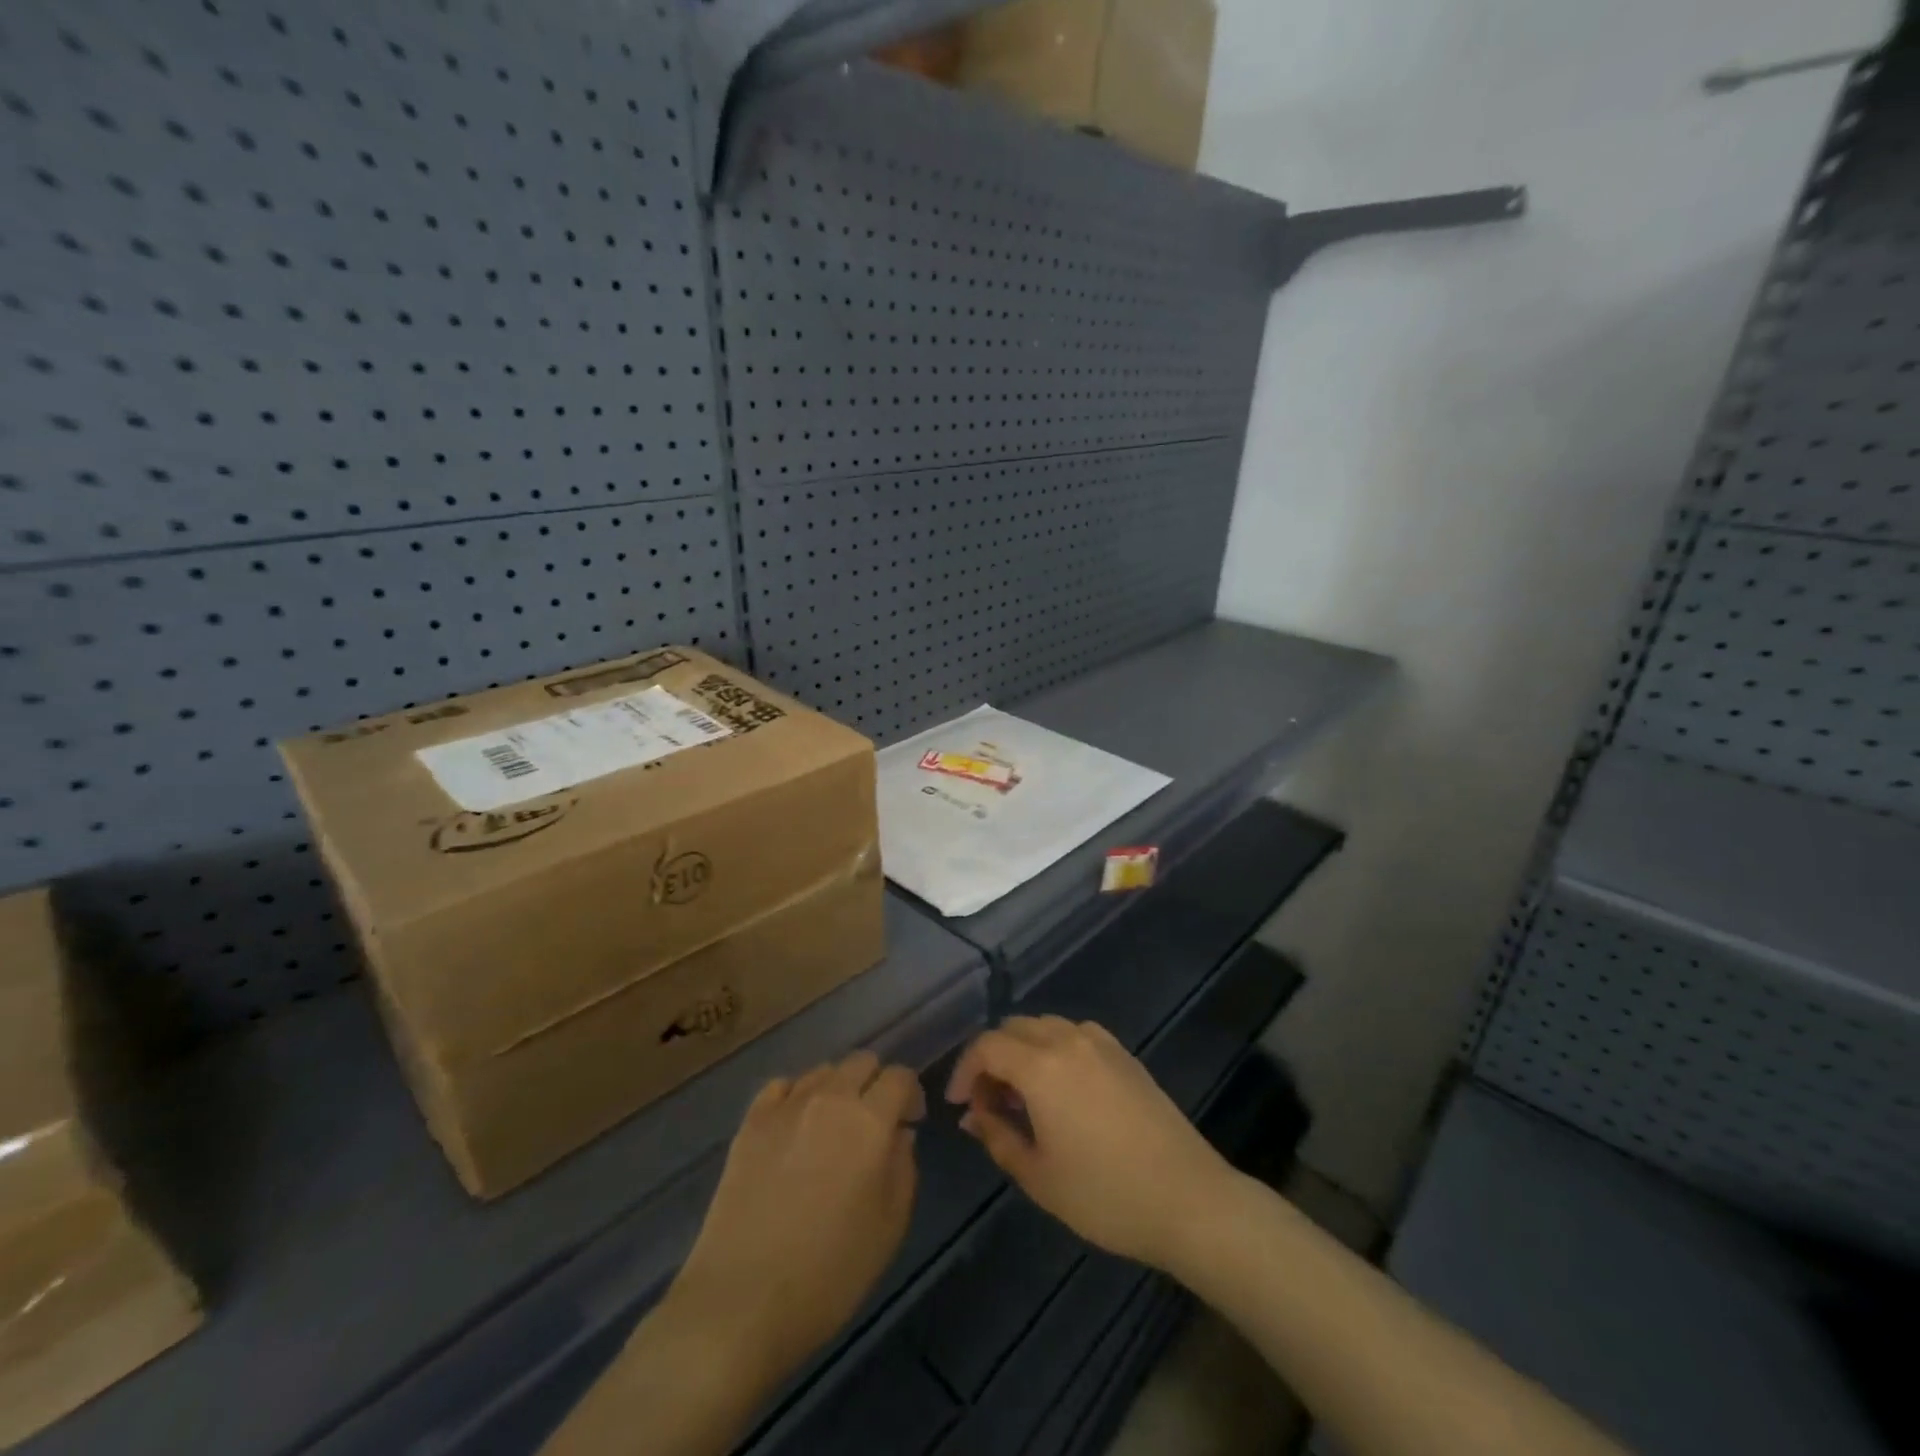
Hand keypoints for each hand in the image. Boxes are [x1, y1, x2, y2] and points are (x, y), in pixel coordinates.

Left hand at [668, 1051, 924, 1382]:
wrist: (741, 1302)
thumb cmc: (829, 1274)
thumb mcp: (890, 1227)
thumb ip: (904, 1168)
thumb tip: (899, 1133)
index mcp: (870, 1121)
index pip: (900, 1076)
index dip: (911, 1094)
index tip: (910, 1121)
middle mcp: (830, 1098)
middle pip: (861, 1061)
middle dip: (875, 1083)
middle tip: (873, 1123)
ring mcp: (785, 1106)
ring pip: (823, 1071)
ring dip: (837, 1089)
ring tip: (832, 1129)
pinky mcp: (751, 1122)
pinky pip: (782, 1086)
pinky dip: (796, 1096)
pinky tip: (794, 1128)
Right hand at [945, 1016, 1235, 1270]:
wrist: (1188, 1198)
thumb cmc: (1105, 1195)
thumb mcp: (1039, 1176)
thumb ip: (998, 1136)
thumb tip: (973, 1114)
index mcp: (1041, 1066)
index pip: (986, 1046)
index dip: (964, 1070)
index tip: (959, 1104)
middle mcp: (1067, 1040)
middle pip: (1013, 1028)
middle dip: (991, 1058)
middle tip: (989, 1102)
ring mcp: (1100, 1043)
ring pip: (1044, 1026)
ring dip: (1023, 1050)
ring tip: (1023, 1097)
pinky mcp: (1124, 1054)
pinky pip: (1074, 1034)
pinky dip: (1054, 1048)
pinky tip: (1061, 1089)